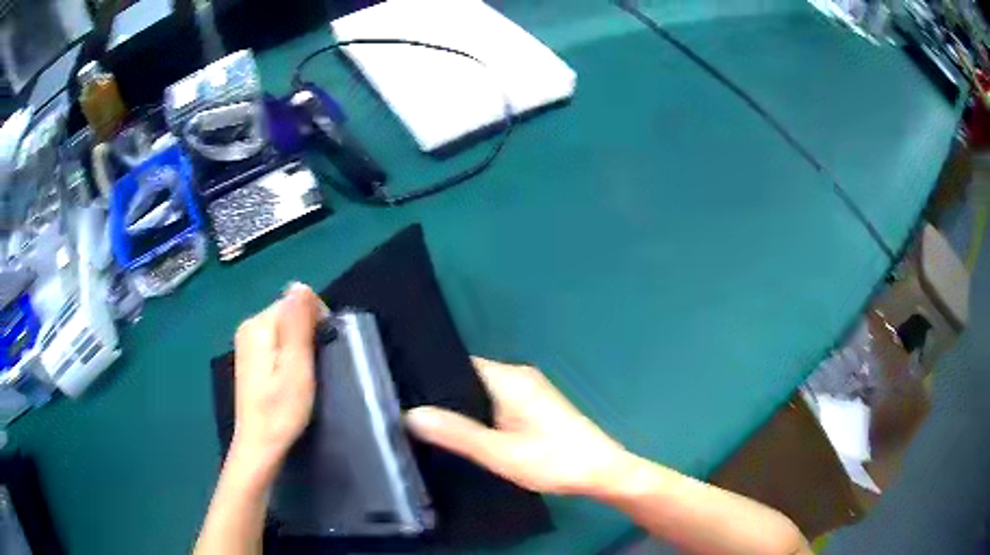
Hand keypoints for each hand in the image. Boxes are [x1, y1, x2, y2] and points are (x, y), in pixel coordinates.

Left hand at [228, 283, 325, 480]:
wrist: (259, 446)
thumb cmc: (281, 411)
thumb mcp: (296, 368)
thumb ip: (297, 325)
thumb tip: (300, 284)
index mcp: (259, 325)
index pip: (296, 301)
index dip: (316, 322)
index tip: (323, 354)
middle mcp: (249, 326)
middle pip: (289, 313)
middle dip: (307, 334)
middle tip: (313, 369)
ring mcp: (247, 341)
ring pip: (285, 327)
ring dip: (299, 346)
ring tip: (303, 376)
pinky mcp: (250, 356)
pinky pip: (277, 340)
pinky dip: (289, 354)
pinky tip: (289, 378)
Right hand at [406, 357, 630, 496]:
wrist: (602, 472)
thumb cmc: (554, 461)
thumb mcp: (500, 453)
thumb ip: (457, 434)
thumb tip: (411, 414)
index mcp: (508, 378)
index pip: (456, 364)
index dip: (429, 378)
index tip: (401, 394)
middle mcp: (517, 375)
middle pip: (467, 377)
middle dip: (442, 395)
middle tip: (408, 415)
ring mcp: (528, 390)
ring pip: (481, 391)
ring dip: (460, 406)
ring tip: (427, 425)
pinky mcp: (534, 405)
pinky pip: (495, 401)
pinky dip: (478, 413)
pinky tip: (464, 433)